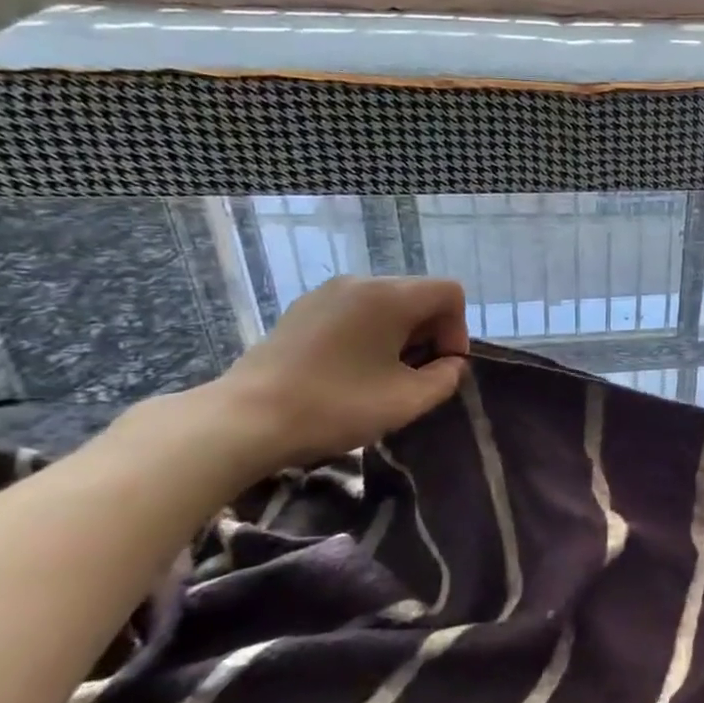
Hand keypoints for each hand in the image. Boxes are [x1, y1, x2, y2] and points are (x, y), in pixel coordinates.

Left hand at [202, 277, 469, 470]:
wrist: (245, 420)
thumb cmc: (337, 406)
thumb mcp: (408, 400)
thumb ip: (445, 378)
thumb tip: (450, 365)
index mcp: (390, 296)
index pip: (449, 293)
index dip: (457, 331)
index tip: (440, 369)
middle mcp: (360, 283)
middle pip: (418, 295)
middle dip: (429, 334)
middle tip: (415, 376)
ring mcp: (325, 294)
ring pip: (385, 304)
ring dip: (399, 336)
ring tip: (382, 376)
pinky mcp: (301, 311)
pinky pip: (354, 312)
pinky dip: (368, 334)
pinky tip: (350, 371)